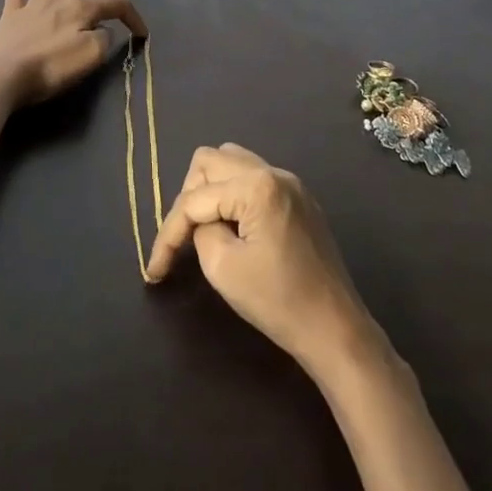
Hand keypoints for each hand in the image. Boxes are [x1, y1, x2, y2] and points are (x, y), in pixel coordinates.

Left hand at [0, 0, 147, 108]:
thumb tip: (103, 31)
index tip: (141, 34)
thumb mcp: (90, 56)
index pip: (114, 5)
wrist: (3, 75)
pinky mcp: (10, 17)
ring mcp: (31, 6)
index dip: (132, 16)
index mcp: (79, 9)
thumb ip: (103, 39)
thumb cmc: (50, 67)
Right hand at [146, 145, 378, 378]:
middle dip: (188, 198)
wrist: (336, 329)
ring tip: (202, 227)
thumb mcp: (222, 268)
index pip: (195, 199)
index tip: (155, 270)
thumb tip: (200, 221)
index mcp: (256, 186)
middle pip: (210, 161)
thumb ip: (200, 231)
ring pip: (232, 162)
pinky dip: (233, 194)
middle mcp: (273, 172)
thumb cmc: (278, 301)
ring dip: (209, 189)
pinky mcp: (299, 198)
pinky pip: (253, 177)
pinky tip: (231, 226)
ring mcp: (290, 182)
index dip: (169, 233)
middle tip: (182, 239)